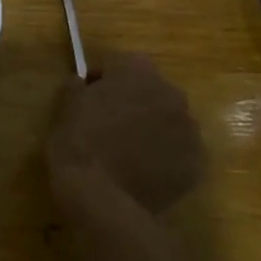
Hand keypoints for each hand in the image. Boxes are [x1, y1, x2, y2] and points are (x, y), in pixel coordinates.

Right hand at [47, 52, 204, 212]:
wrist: (100, 196)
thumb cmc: (77, 142)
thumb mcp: (64, 106)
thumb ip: (76, 85)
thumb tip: (82, 84)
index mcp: (137, 70)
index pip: (117, 64)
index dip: (100, 80)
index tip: (86, 98)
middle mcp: (171, 92)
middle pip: (149, 90)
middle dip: (132, 102)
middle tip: (108, 126)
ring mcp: (188, 128)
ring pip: (168, 121)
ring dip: (151, 129)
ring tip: (127, 153)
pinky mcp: (196, 162)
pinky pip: (178, 152)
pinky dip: (164, 158)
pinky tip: (142, 172)